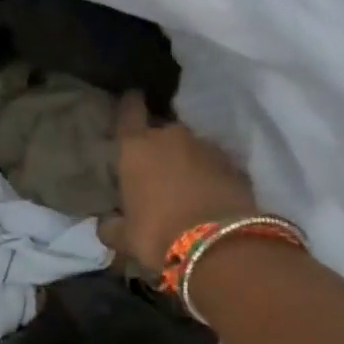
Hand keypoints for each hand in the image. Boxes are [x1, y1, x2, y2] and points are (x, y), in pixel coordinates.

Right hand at [104, 92, 257, 272]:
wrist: (222, 247)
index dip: (129, 104)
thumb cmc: (158, 234)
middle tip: (154, 165)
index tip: (131, 96)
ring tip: (184, 184)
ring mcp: (208, 148)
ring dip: (187, 160)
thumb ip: (111, 226)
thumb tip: (106, 224)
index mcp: (136, 147)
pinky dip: (211, 175)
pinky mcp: (237, 166)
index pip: (129, 112)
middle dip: (158, 144)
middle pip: (162, 131)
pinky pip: (217, 165)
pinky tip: (208, 194)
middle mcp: (172, 137)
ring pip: (192, 147)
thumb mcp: (125, 236)